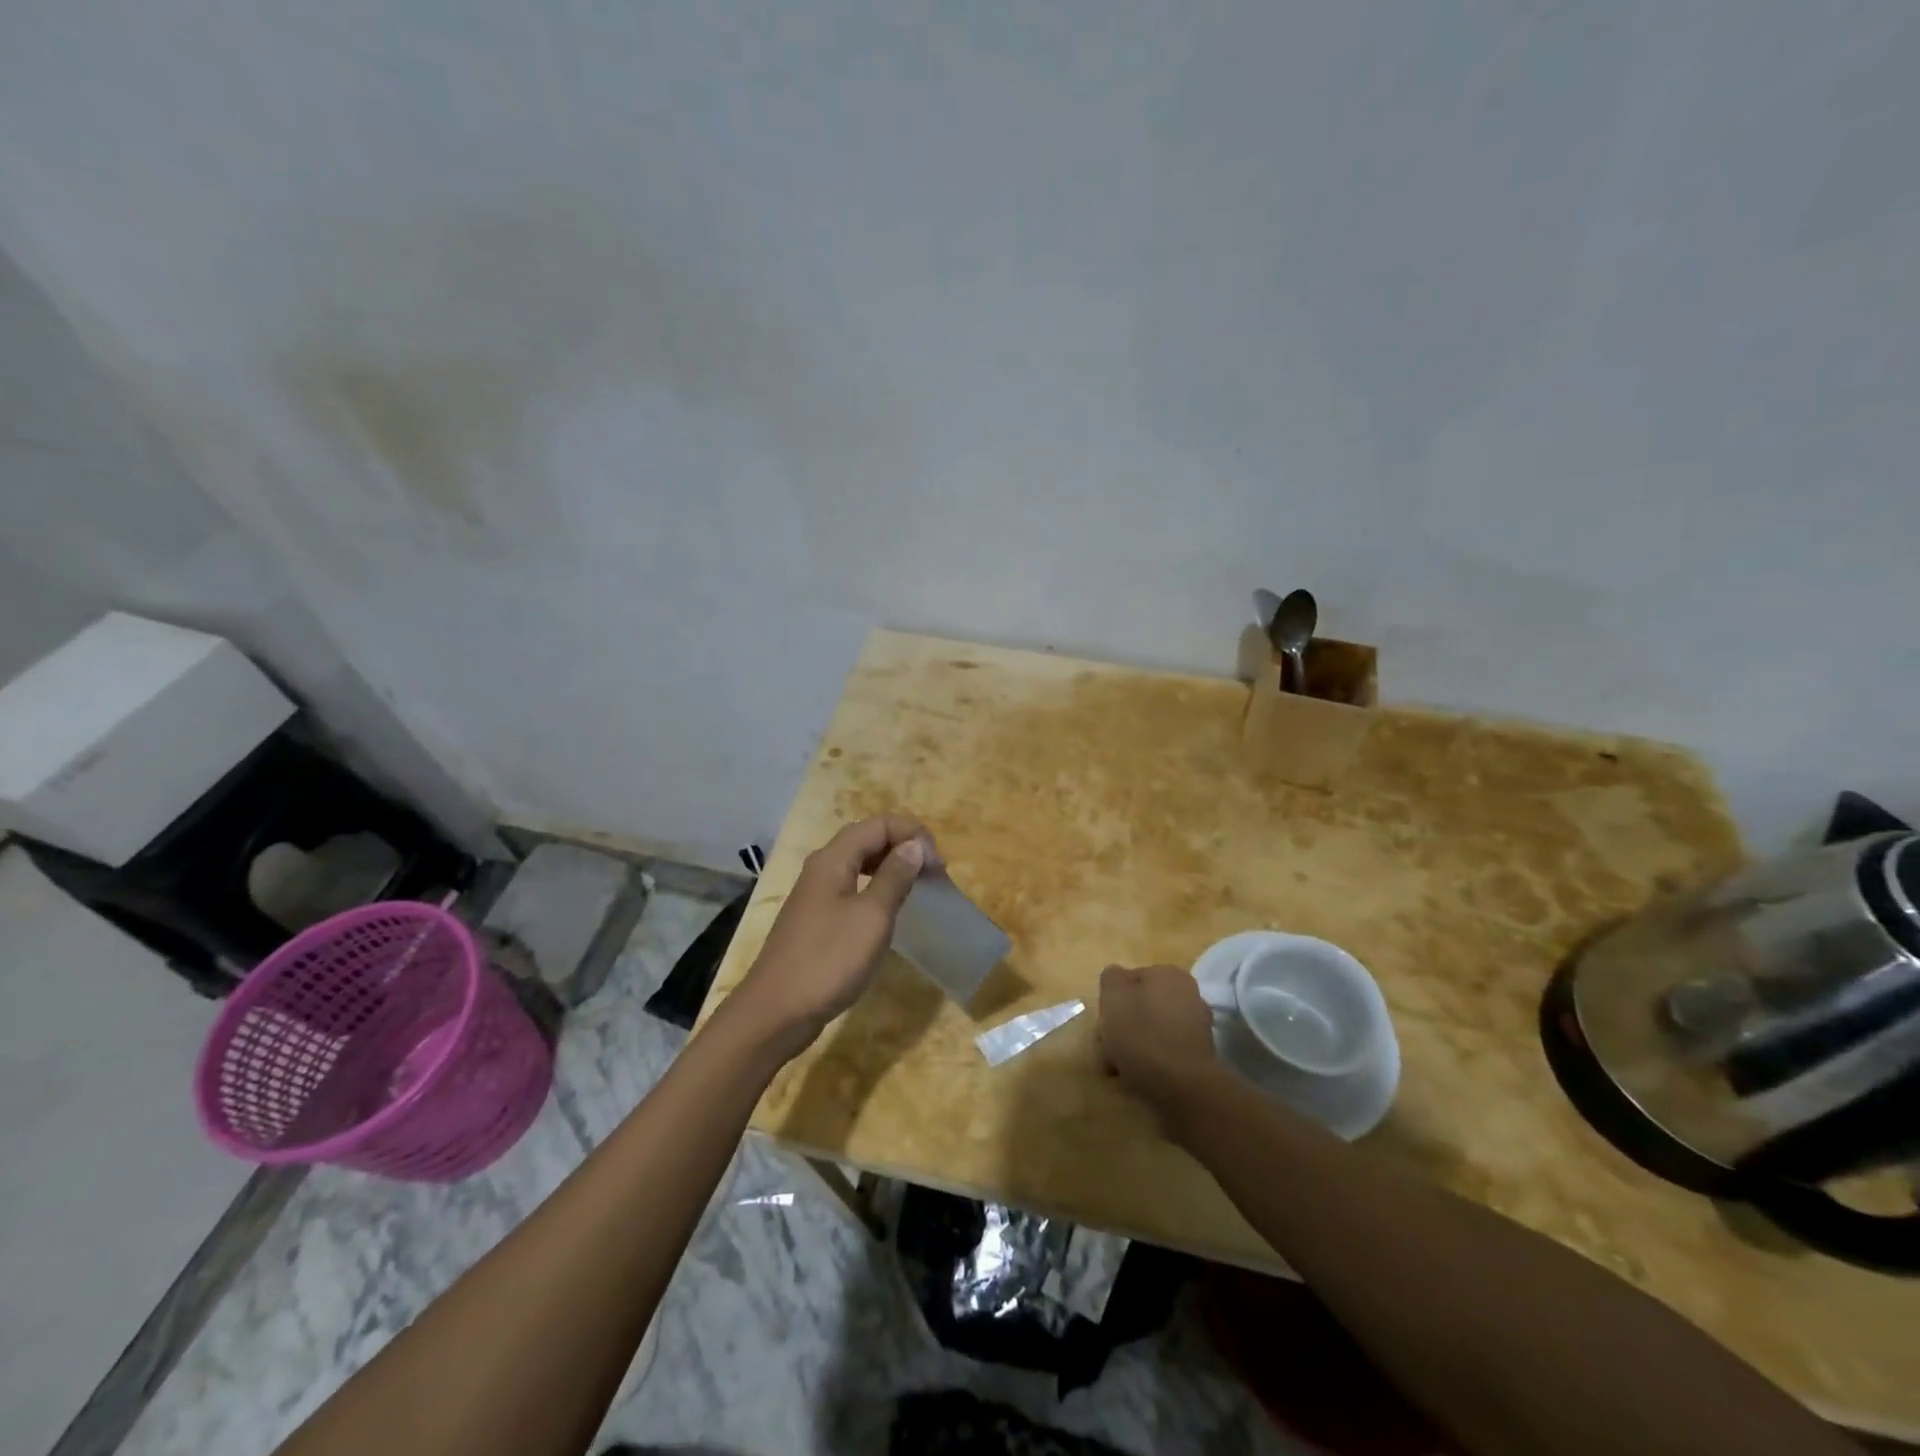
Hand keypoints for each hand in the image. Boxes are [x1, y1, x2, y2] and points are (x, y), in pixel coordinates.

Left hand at [729, 815, 940, 1059]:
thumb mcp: (872, 916)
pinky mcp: (816, 919)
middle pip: (867, 839)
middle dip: (903, 846)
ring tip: (918, 886)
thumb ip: (894, 876)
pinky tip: (889, 910)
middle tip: (934, 872)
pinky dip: (876, 888)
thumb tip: (914, 846)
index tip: (939, 863)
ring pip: (858, 864)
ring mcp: (816, 894)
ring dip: (891, 867)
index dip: (912, 834)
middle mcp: (822, 868)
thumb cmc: (829, 959)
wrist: (776, 1012)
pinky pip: (852, 888)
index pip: (878, 825)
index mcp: (833, 859)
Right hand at [1098, 964, 1221, 1116]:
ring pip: (1152, 1030)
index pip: (1130, 980)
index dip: (1112, 1001)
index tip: (1103, 1023)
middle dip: (1123, 1026)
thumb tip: (1118, 976)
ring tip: (1118, 1070)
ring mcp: (1197, 1027)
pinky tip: (1137, 1078)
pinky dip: (1151, 1062)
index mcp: (1169, 974)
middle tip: (1107, 1049)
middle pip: (1142, 1006)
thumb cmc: (1142, 1035)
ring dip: (1134, 1046)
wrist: (1182, 1088)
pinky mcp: (1200, 1056)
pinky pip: (1165, 1052)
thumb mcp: (1113, 996)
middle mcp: (1188, 994)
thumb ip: (1112, 978)